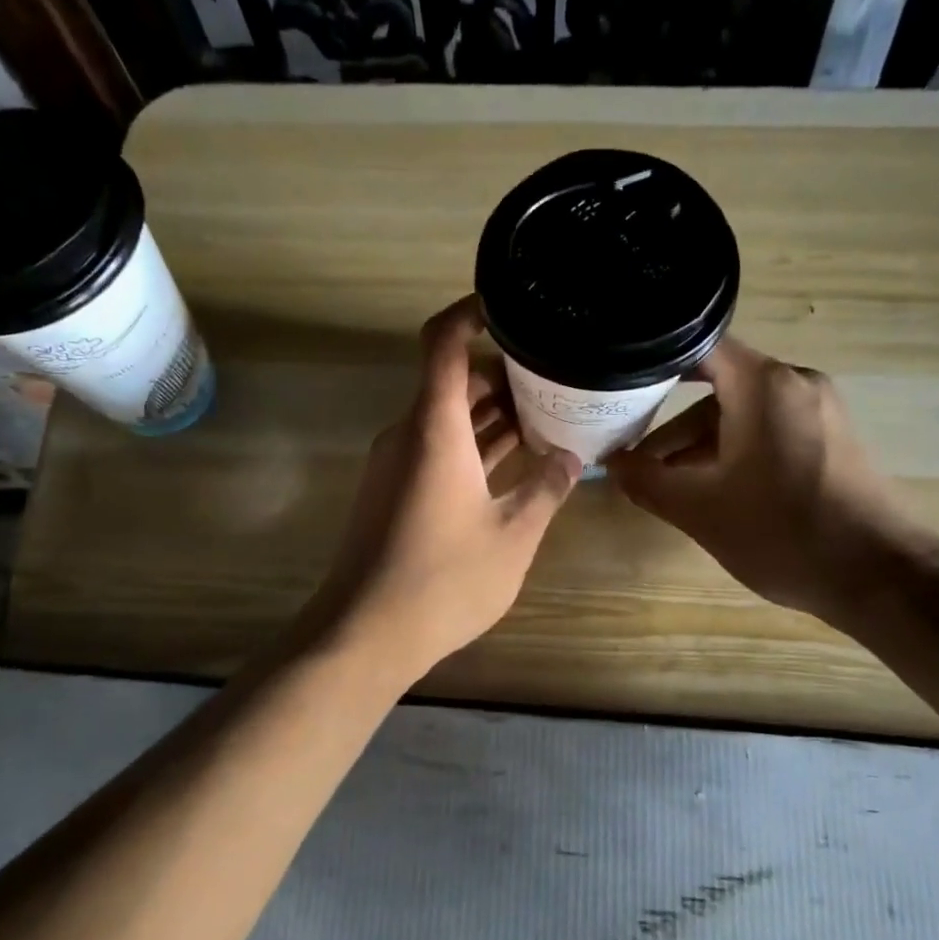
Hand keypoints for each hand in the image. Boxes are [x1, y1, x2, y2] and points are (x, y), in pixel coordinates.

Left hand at [309, 296, 581, 681]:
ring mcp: (397, 465)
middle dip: (503, 375)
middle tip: (556, 378)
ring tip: (547, 415)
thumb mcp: (512, 535)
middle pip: (452, 381)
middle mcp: (409, 434)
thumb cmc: (443, 579)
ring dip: (491, 415)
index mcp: (434, 428)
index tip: (511, 307)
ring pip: (447, 419)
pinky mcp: (394, 492)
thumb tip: (572, 458)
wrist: (366, 633)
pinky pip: (437, 449)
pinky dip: (473, 446)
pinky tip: (514, 462)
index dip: (472, 313)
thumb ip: (545, 489)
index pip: (444, 343)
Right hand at [606, 338, 933, 627]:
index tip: (618, 382)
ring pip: (741, 414)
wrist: (878, 576)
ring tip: (662, 481)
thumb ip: (646, 481)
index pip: (698, 346)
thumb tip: (611, 464)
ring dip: (698, 443)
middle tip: (628, 447)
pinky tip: (708, 488)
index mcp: (763, 385)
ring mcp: (817, 411)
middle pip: (717, 386)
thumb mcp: (699, 509)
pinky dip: (732, 451)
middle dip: (668, 420)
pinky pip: (767, 431)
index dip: (653, 360)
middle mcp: (794, 383)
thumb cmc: (782, 532)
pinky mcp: (830, 439)